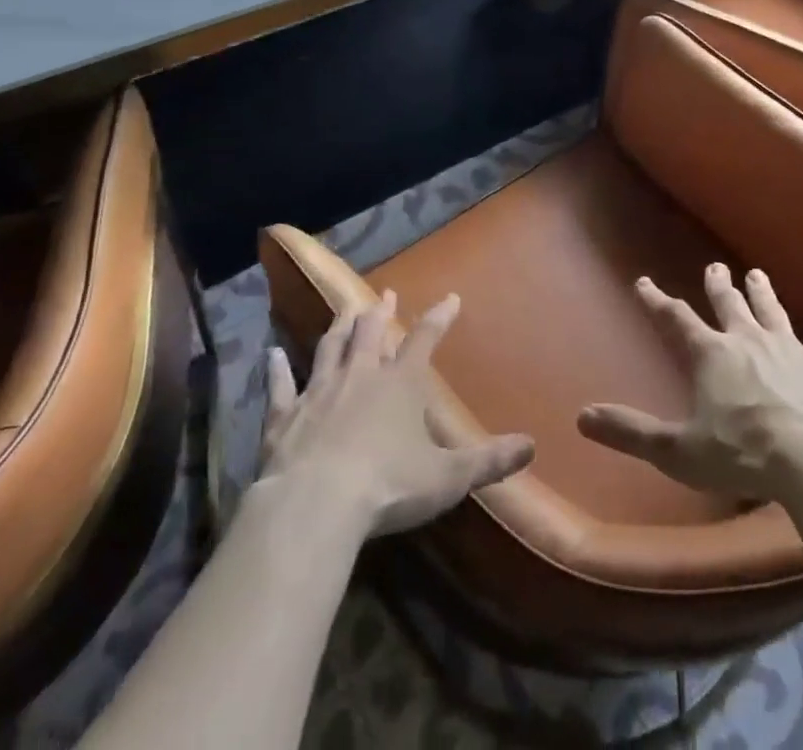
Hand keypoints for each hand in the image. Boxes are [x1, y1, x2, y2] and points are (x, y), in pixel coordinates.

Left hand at [259, 291, 534, 537]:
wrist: (316, 506)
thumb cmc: (388, 487)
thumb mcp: (449, 477)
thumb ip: (490, 461)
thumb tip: (531, 446)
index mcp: (400, 383)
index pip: (425, 339)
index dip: (439, 318)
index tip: (450, 297)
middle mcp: (360, 376)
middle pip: (371, 333)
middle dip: (379, 312)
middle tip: (383, 295)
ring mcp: (319, 392)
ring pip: (330, 348)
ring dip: (338, 327)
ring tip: (344, 309)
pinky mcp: (285, 417)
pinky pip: (280, 387)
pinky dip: (276, 370)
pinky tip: (271, 355)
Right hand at [578, 262, 802, 500]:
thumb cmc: (742, 454)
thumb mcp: (678, 450)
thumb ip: (630, 432)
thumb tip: (582, 418)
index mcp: (711, 355)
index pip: (676, 319)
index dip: (658, 301)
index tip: (644, 283)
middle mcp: (748, 340)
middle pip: (729, 305)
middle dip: (718, 286)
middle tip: (714, 267)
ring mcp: (791, 349)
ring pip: (773, 312)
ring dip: (763, 293)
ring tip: (757, 273)